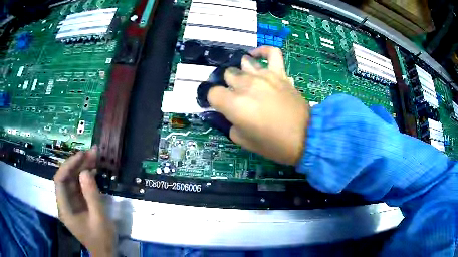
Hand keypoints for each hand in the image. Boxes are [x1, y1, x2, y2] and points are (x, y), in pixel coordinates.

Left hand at [54, 146, 115, 256]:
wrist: (105, 252)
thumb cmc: (101, 239)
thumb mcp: (100, 218)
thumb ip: (92, 195)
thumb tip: (86, 171)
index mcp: (65, 208)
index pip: (60, 181)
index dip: (69, 165)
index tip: (82, 155)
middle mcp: (65, 202)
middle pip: (67, 178)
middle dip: (78, 164)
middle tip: (92, 152)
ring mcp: (72, 202)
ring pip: (73, 180)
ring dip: (83, 168)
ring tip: (95, 156)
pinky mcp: (78, 203)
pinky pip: (79, 186)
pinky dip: (86, 177)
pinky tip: (94, 169)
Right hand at [208, 46, 309, 164]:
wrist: (305, 137)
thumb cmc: (274, 144)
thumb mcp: (244, 141)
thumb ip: (231, 124)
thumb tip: (230, 113)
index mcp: (234, 105)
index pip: (212, 93)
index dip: (214, 100)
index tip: (220, 106)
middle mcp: (246, 85)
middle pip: (227, 75)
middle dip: (228, 86)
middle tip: (236, 97)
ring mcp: (264, 76)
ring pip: (244, 63)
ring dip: (242, 73)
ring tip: (246, 82)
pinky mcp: (279, 73)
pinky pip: (271, 53)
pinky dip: (263, 51)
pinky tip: (256, 56)